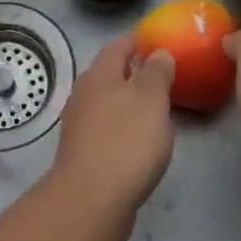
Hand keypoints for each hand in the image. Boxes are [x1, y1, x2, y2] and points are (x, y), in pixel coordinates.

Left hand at [48, 38, 176, 233]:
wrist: (91, 200)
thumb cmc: (125, 142)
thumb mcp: (150, 100)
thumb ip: (156, 73)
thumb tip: (157, 53)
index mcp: (98, 76)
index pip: (117, 46)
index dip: (137, 41)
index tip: (157, 40)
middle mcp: (83, 95)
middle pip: (108, 73)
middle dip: (132, 70)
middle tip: (161, 72)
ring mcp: (79, 125)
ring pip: (106, 102)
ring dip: (127, 100)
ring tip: (154, 105)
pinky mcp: (83, 152)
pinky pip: (106, 128)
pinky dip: (122, 125)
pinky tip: (138, 139)